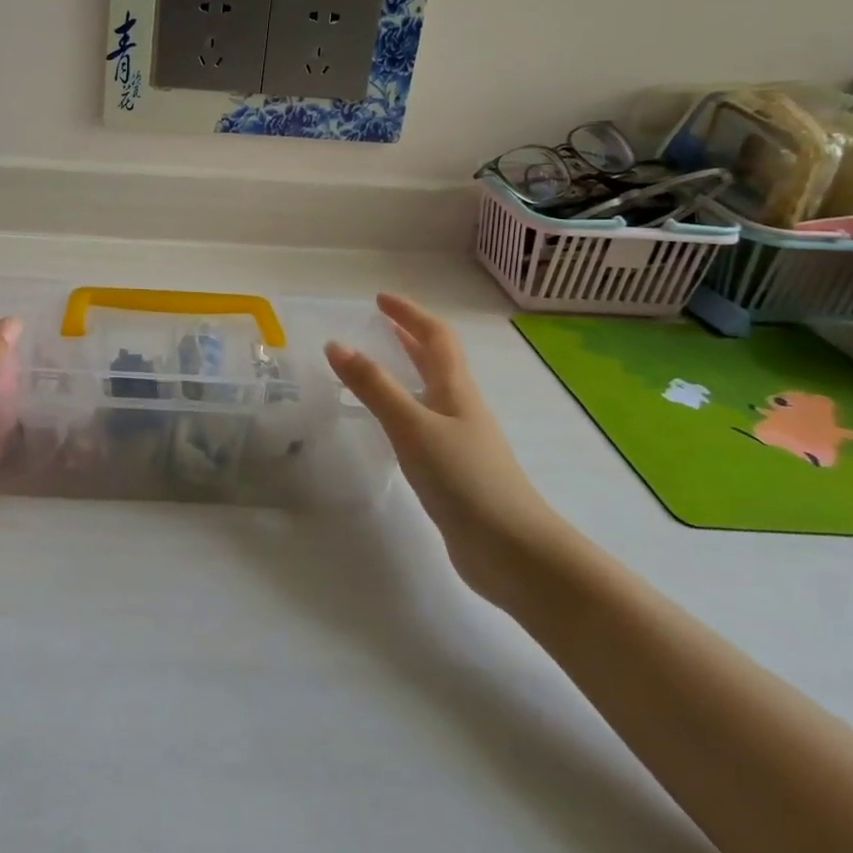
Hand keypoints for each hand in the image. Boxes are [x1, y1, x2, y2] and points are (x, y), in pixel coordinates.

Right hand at [326, 294, 566, 608]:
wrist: (514, 552)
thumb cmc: (465, 479)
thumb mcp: (412, 426)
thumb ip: (374, 387)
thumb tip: (337, 344)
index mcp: (456, 390)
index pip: (436, 337)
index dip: (410, 314)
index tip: (381, 299)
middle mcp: (461, 408)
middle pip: (437, 361)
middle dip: (409, 337)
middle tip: (377, 324)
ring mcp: (461, 441)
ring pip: (431, 392)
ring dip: (406, 371)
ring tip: (375, 367)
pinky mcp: (455, 471)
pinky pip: (424, 424)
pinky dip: (404, 409)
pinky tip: (390, 425)